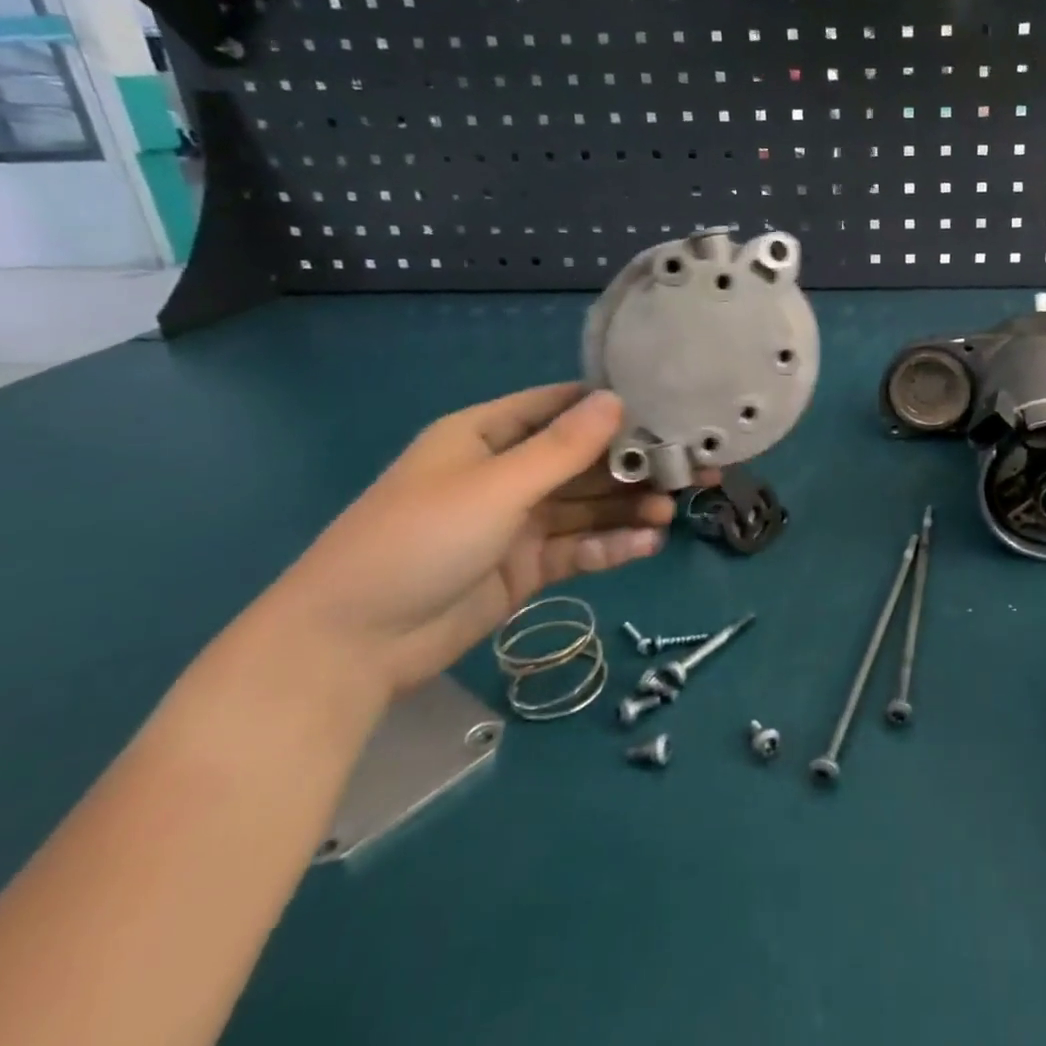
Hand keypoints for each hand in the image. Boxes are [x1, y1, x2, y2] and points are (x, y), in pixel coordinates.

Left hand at [257, 385, 692, 695]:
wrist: (351, 645)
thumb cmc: (418, 541)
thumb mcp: (495, 487)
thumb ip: (563, 449)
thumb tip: (618, 400)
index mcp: (487, 436)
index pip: (560, 407)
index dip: (611, 406)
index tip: (669, 408)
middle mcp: (507, 473)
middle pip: (584, 460)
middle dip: (635, 465)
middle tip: (694, 468)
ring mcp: (517, 523)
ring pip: (587, 507)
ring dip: (629, 508)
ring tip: (674, 510)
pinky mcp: (526, 567)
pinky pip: (579, 548)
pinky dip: (612, 546)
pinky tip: (649, 545)